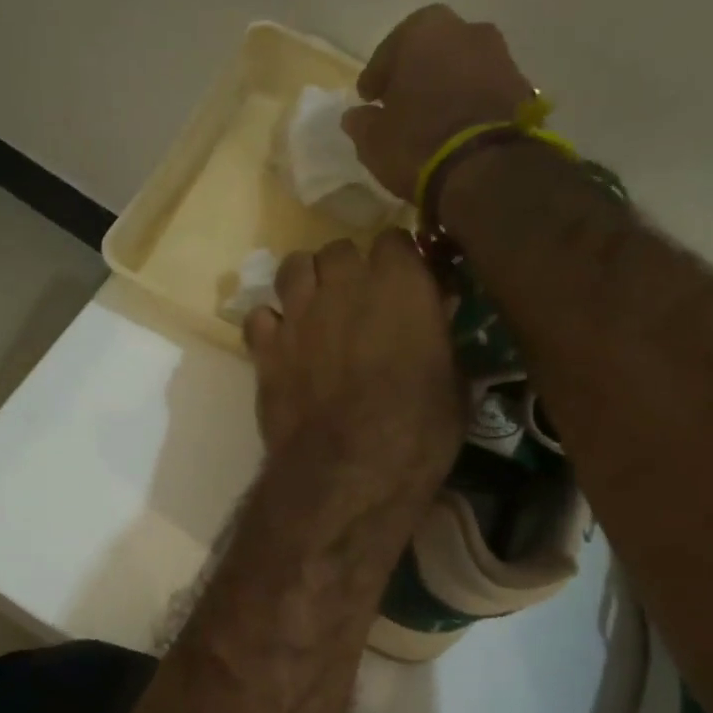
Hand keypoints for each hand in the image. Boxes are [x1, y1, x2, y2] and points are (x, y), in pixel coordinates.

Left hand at [243, 231, 462, 490]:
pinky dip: (270, 326)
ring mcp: (298, 313)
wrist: (348, 472)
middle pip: (339, 250)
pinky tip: (282, 346)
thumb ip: (439, 337)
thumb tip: (433, 315)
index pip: (394, 240)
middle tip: (357, 302)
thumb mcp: (453, 383)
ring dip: (305, 282)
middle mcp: (344, 285)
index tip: (403, 285)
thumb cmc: (418, 432)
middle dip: (348, 270)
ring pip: (292, 268)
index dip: (397, 262)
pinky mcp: (265, 347)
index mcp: (400, 283)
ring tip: (315, 310)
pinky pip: (259, 317)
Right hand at [341, 5, 539, 198]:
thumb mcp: (374, 139)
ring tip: (431, 119)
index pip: (390, 49)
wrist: (486, 168)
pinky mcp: (522, 87)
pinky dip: (469, 103)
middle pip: (433, 50)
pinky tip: (457, 128)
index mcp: (424, 31)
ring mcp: (500, 56)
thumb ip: (362, 122)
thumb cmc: (418, 143)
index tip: (369, 98)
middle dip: (416, 73)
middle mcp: (466, 30)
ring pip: (462, 67)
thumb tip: (356, 116)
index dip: (377, 75)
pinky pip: (484, 90)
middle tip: (401, 103)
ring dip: (446, 87)